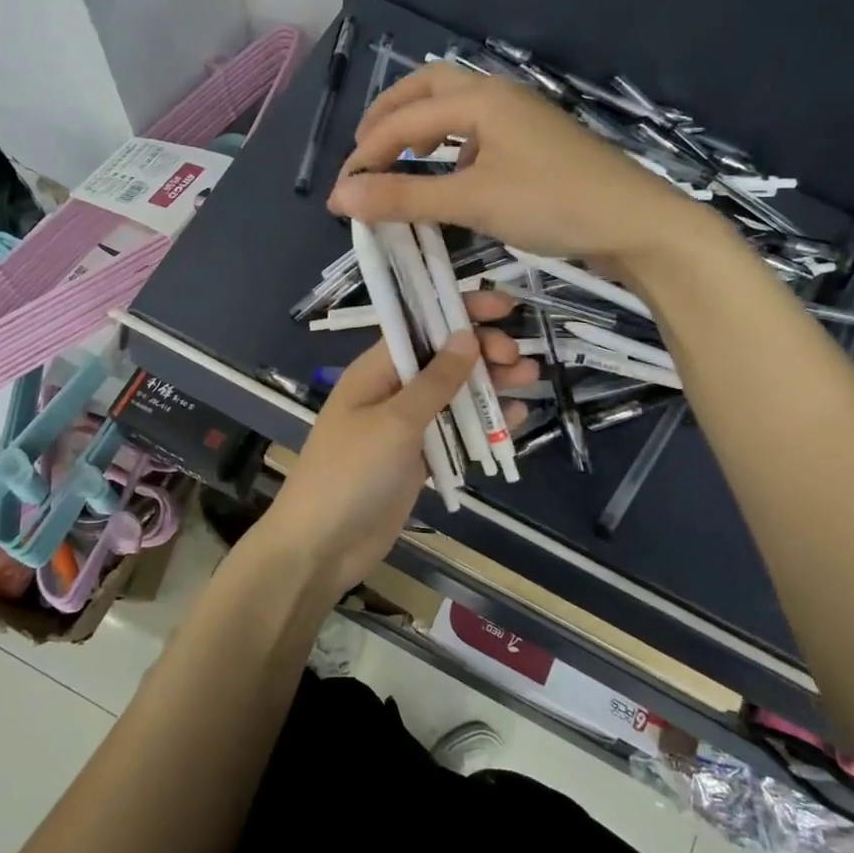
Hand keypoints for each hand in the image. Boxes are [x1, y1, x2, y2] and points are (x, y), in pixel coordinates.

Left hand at [257, 290, 533, 595]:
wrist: (323, 545)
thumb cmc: (351, 473)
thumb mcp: (395, 422)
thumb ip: (435, 381)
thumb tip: (466, 335)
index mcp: (377, 371)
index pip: (423, 326)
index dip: (462, 311)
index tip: (506, 307)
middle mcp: (392, 392)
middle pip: (444, 360)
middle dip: (483, 352)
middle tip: (519, 361)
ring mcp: (405, 428)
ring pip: (454, 396)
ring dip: (490, 386)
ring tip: (530, 379)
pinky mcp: (418, 461)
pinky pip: (455, 434)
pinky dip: (483, 426)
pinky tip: (517, 419)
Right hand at [327, 63, 693, 265]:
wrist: (635, 224)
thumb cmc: (553, 205)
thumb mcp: (472, 202)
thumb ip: (404, 198)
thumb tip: (339, 197)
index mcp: (480, 99)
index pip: (404, 119)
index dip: (366, 155)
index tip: (340, 194)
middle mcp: (499, 96)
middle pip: (429, 87)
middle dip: (390, 115)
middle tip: (364, 150)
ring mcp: (522, 118)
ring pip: (457, 106)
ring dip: (421, 124)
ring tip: (400, 156)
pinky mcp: (536, 142)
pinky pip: (479, 129)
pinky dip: (451, 143)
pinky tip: (451, 172)